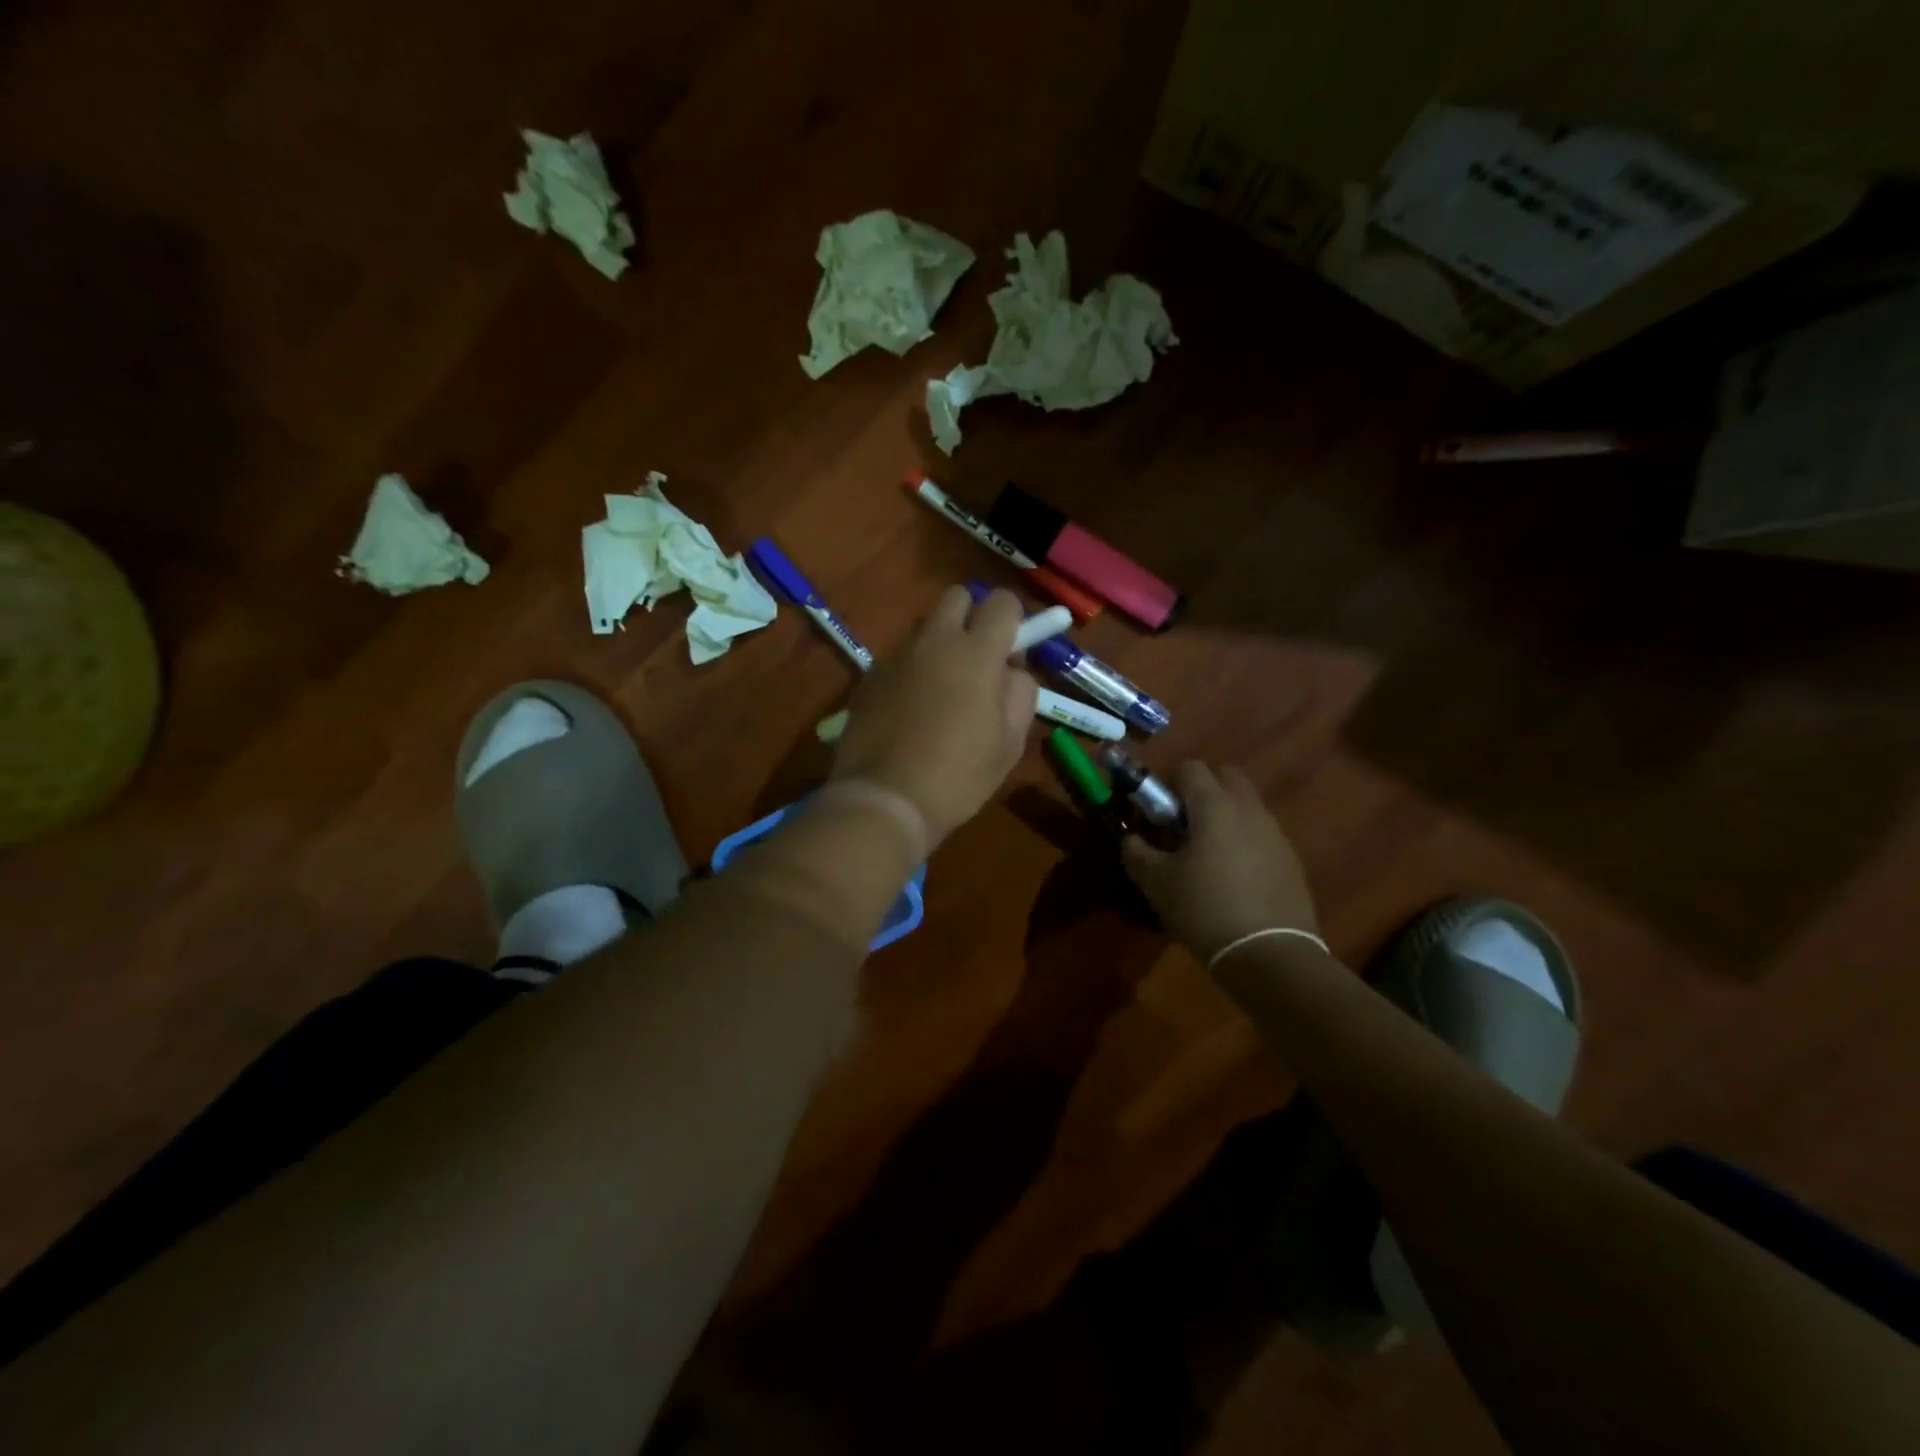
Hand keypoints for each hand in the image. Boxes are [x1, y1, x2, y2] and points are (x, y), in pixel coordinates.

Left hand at [831, 587, 1038, 846]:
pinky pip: (899, 656)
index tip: (1010, 653)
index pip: (1001, 602)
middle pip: (956, 597)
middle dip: (971, 617)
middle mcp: (934, 640)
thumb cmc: (959, 776)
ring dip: (939, 645)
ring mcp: (896, 655)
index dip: (1012, 621)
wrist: (885, 799)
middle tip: (976, 660)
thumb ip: (1020, 693)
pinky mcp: (869, 675)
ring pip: (925, 628)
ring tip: (939, 692)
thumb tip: (1010, 670)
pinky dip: (911, 670)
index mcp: (976, 652)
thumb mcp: (1010, 742)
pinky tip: (910, 710)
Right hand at [1121, 762, 1317, 963]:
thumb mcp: (1155, 882)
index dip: (1167, 783)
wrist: (1269, 954)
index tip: (1156, 812)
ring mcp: (1275, 833)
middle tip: (1182, 826)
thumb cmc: (1203, 908)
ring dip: (1223, 817)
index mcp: (1214, 805)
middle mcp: (1249, 809)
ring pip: (1245, 806)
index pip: (1189, 767)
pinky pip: (1261, 835)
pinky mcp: (1291, 859)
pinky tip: (1233, 879)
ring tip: (1206, 857)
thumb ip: (1136, 851)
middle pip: (1224, 777)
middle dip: (1201, 791)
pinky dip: (1243, 842)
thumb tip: (1132, 838)